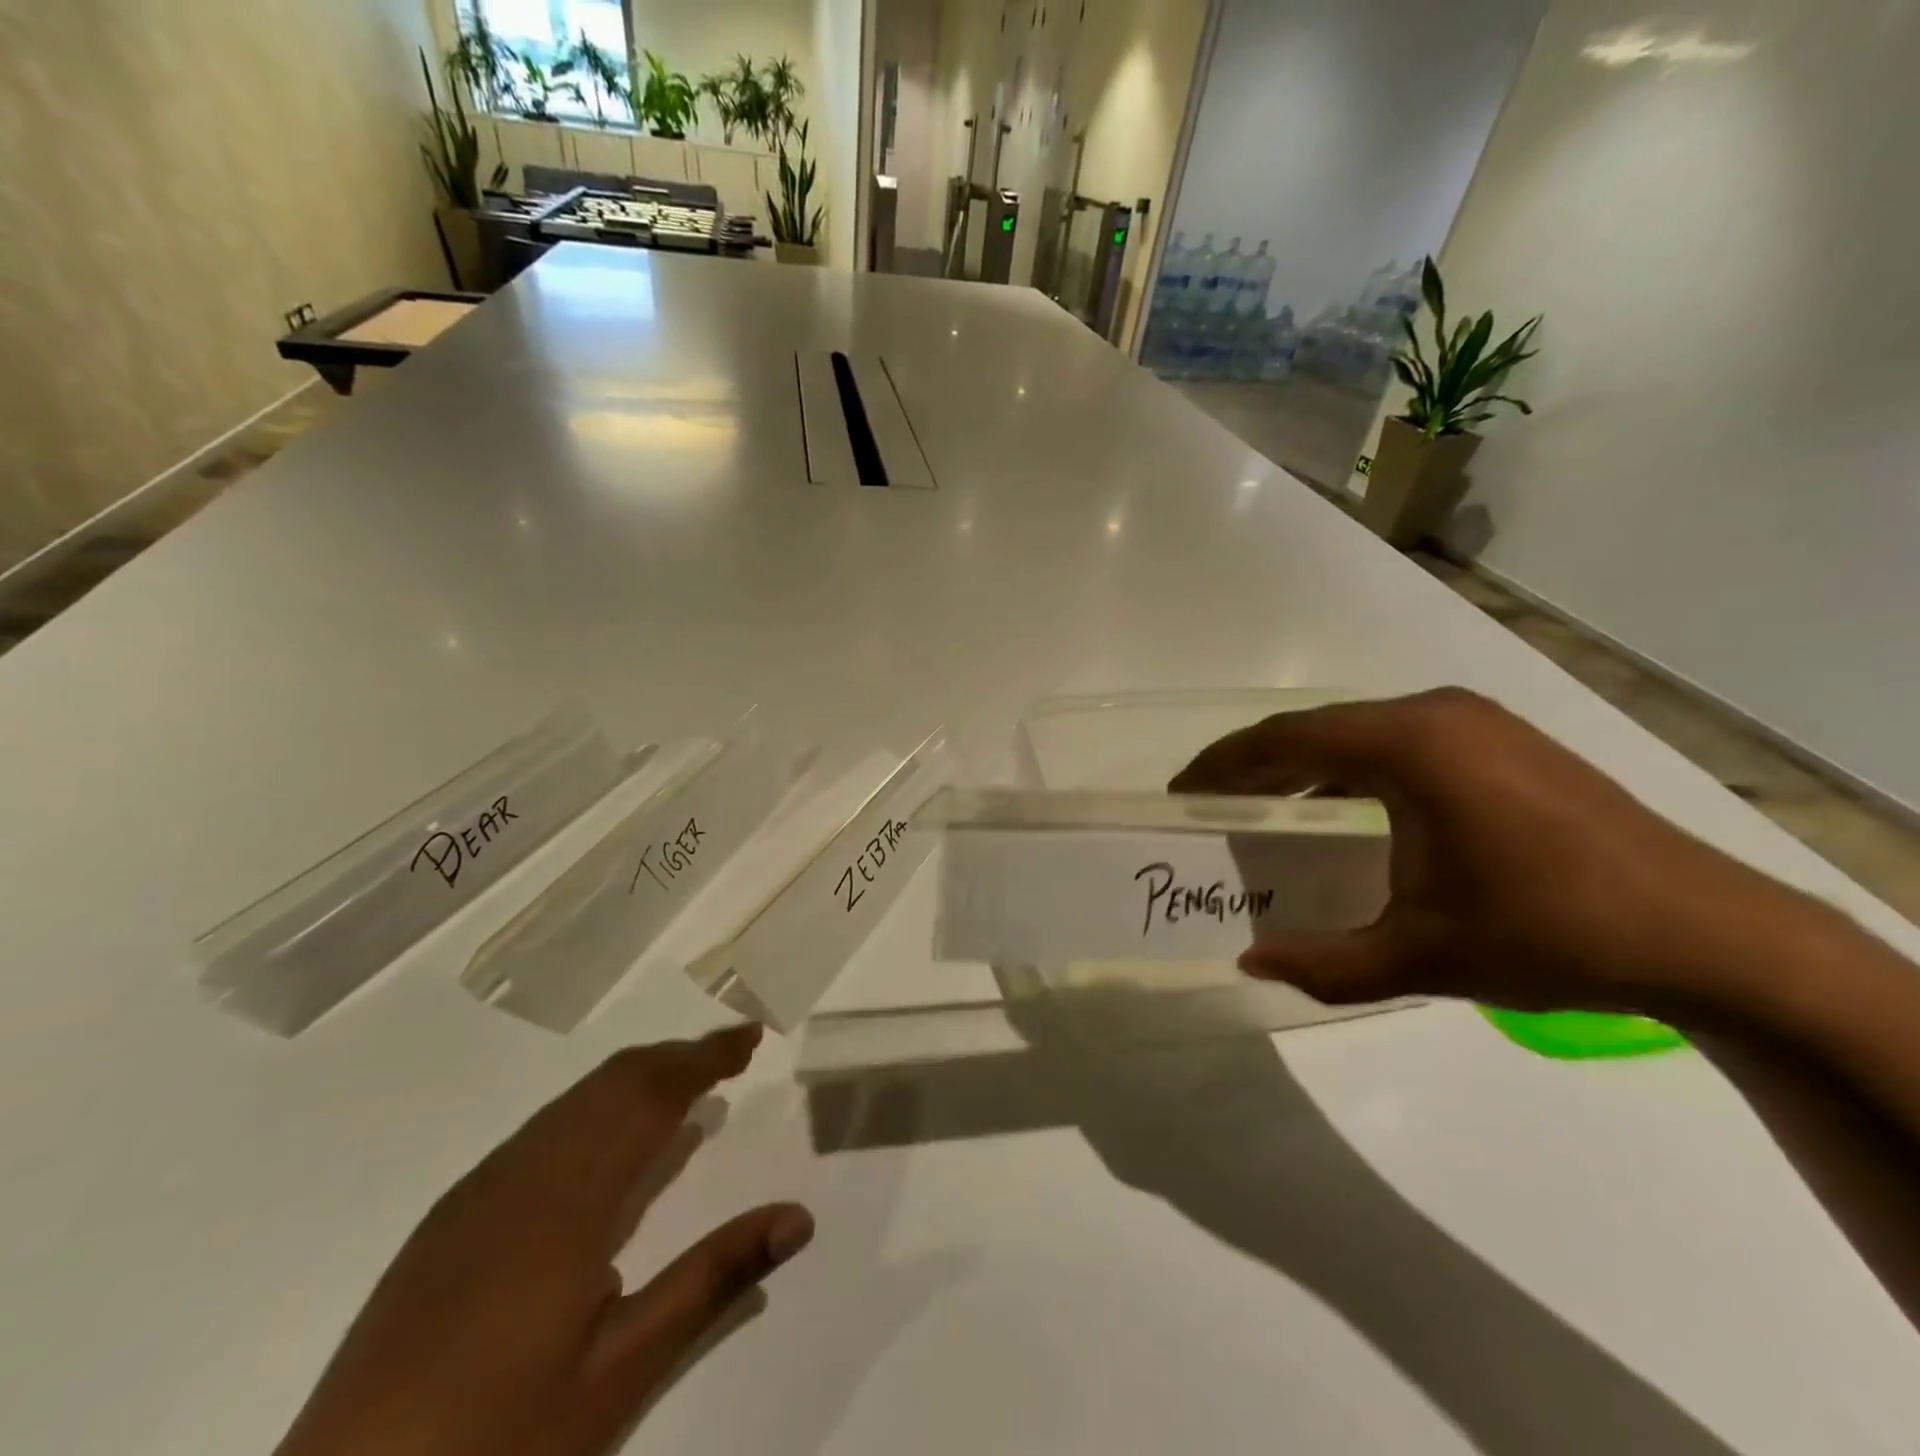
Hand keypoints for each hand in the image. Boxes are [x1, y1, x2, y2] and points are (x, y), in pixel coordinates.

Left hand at [275, 1025, 812, 1455]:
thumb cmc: (493, 1448)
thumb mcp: (619, 1375)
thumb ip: (712, 1282)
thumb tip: (798, 1217)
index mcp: (567, 1200)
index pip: (651, 1095)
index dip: (704, 1057)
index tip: (750, 1036)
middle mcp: (521, 1174)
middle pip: (612, 1082)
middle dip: (676, 1057)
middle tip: (731, 1054)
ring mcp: (476, 1193)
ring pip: (572, 1102)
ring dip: (635, 1080)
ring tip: (684, 1089)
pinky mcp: (448, 1220)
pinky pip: (539, 1132)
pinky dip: (592, 1111)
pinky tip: (605, 1147)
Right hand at [1170, 688, 1843, 1024]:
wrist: (1708, 935)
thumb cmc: (1550, 935)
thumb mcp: (1421, 957)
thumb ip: (1323, 963)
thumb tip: (1250, 962)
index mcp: (1407, 746)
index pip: (1285, 740)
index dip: (1223, 764)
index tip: (1181, 791)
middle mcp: (1435, 714)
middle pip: (1316, 729)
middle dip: (1255, 764)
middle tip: (1210, 802)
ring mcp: (1475, 721)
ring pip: (1357, 732)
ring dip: (1304, 765)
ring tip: (1264, 806)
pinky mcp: (1501, 739)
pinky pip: (1398, 741)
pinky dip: (1352, 769)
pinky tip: (1341, 809)